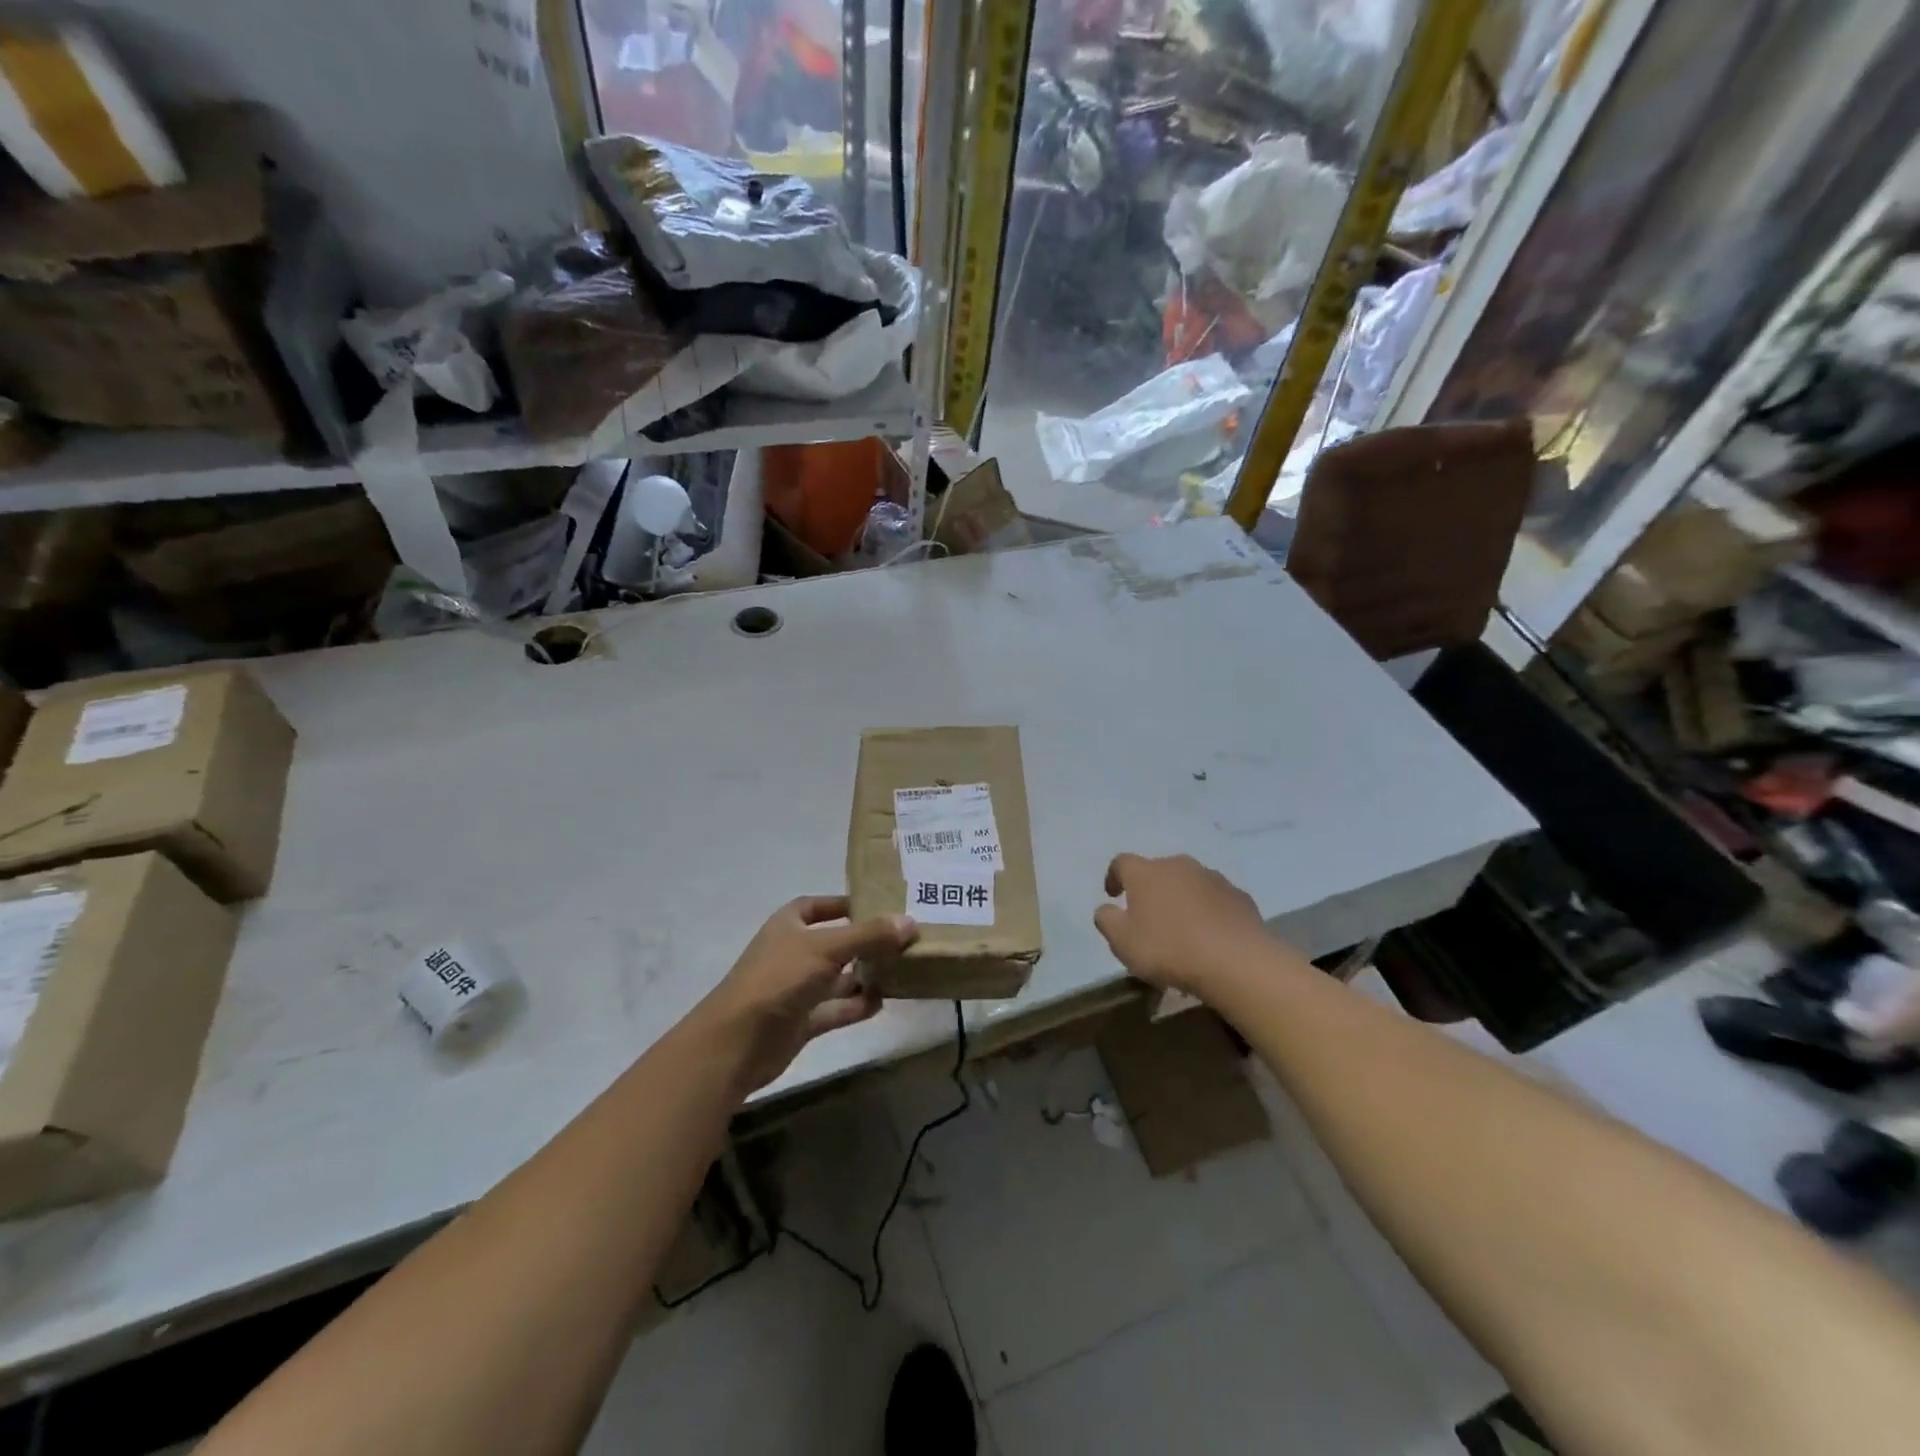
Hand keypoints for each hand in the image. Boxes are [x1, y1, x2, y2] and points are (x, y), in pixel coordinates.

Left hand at [696, 896, 917, 1094]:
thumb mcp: (826, 948)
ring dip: (864, 974)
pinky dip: (857, 1006)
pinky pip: (836, 1009)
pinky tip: (883, 1001)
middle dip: (864, 941)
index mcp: (788, 925)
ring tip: (901, 970)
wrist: (737, 1042)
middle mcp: (793, 953)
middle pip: (834, 942)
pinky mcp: (802, 1021)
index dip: (844, 904)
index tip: (878, 905)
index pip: (817, 906)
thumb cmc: (779, 979)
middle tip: (902, 940)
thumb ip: (868, 935)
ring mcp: (796, 989)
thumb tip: (909, 922)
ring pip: (837, 977)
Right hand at [1093, 853, 1270, 998]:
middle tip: (1149, 918)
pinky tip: (1210, 937)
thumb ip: (1107, 920)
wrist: (1236, 961)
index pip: (1122, 863)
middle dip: (1151, 890)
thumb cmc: (1168, 949)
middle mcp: (1179, 866)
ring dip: (1181, 900)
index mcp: (1146, 872)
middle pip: (1158, 871)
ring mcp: (1213, 879)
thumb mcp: (1122, 942)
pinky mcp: (1240, 897)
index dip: (1114, 877)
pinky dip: (1208, 912)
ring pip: (1189, 884)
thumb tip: (1107, 909)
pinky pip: (1216, 900)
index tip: (1113, 895)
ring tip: (1182, 930)